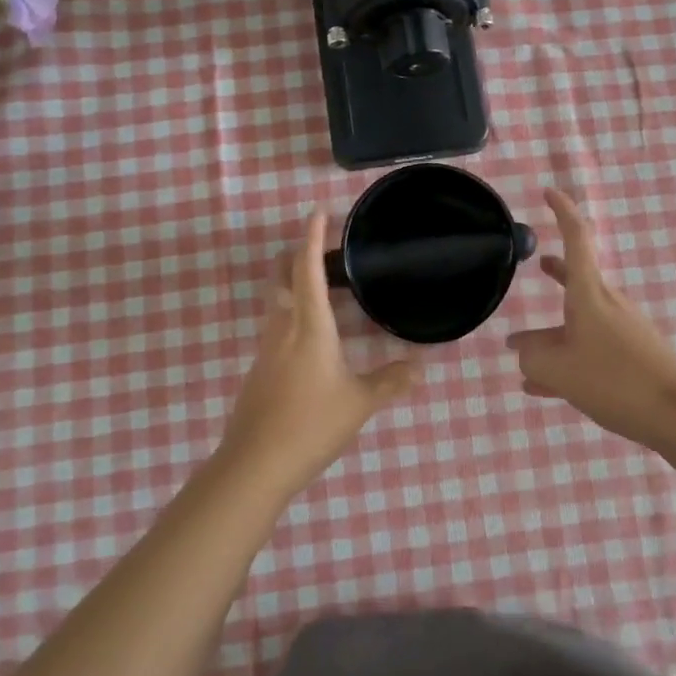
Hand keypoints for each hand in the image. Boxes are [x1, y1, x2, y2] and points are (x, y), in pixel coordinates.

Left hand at [217, 210, 419, 490]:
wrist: (254, 464)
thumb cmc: (311, 424)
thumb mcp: (359, 403)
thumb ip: (391, 382)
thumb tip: (421, 367)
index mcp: (309, 327)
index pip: (307, 270)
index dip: (312, 238)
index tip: (317, 211)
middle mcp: (282, 329)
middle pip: (280, 279)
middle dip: (294, 255)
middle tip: (319, 247)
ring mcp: (265, 350)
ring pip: (276, 304)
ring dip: (292, 286)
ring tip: (322, 289)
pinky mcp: (258, 371)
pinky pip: (275, 329)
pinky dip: (291, 316)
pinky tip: (310, 338)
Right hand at [507, 189, 675, 449]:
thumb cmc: (616, 380)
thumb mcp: (558, 370)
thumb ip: (532, 356)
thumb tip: (523, 349)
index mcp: (590, 295)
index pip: (577, 239)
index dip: (562, 212)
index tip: (549, 191)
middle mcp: (607, 306)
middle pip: (577, 281)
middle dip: (555, 274)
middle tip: (537, 263)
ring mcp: (621, 332)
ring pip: (577, 324)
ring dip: (550, 332)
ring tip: (520, 345)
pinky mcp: (631, 358)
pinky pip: (588, 351)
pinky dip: (565, 359)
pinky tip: (542, 386)